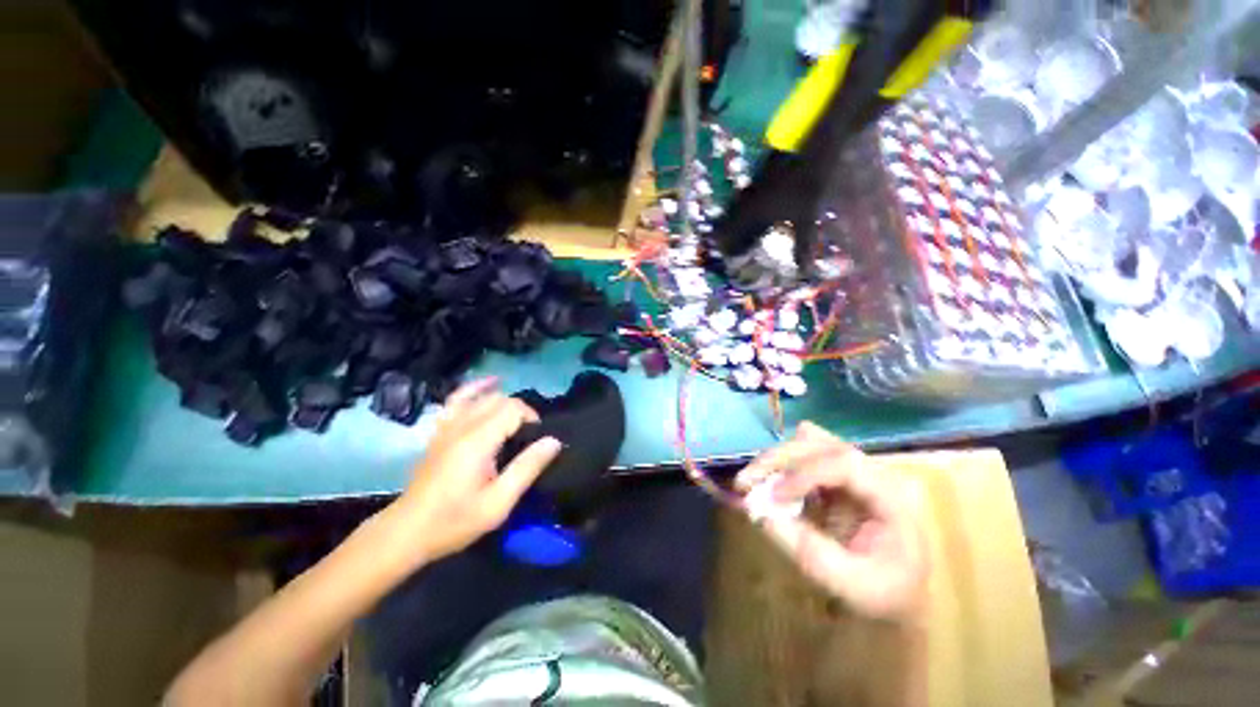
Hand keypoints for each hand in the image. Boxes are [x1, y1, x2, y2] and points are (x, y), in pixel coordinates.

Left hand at [389, 377, 561, 564]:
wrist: (407, 532)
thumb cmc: (455, 520)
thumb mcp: (498, 503)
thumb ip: (527, 468)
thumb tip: (553, 441)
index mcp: (478, 441)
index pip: (513, 409)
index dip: (531, 418)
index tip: (538, 440)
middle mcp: (462, 426)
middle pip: (500, 400)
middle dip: (521, 412)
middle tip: (529, 437)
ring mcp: (447, 426)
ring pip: (483, 397)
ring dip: (504, 402)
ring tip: (516, 417)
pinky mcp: (440, 431)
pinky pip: (457, 399)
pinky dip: (475, 388)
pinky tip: (490, 383)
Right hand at [736, 422, 927, 623]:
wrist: (904, 592)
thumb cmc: (887, 593)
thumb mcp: (851, 584)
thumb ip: (809, 551)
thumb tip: (762, 515)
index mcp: (893, 495)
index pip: (845, 463)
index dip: (804, 472)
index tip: (774, 495)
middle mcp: (875, 471)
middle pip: (820, 445)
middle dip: (778, 460)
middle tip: (745, 480)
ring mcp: (856, 468)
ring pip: (809, 443)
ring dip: (776, 459)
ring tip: (752, 480)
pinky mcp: (838, 473)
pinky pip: (804, 456)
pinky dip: (781, 466)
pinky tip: (768, 483)